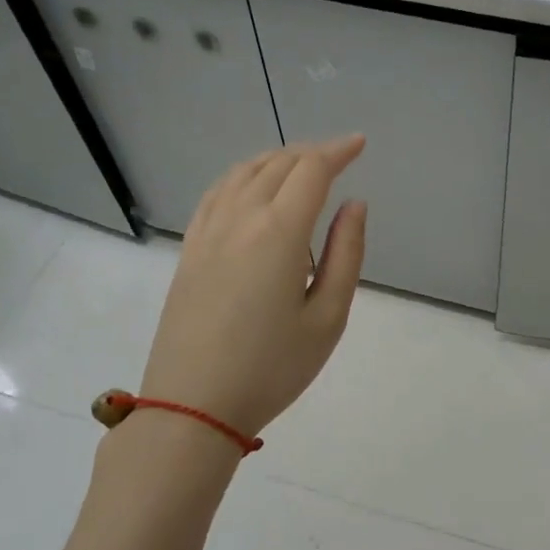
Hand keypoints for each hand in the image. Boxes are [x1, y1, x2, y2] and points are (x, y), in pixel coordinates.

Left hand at [138, 136, 367, 438]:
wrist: (193, 405)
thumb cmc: (271, 368)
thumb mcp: (327, 318)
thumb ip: (346, 255)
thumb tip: (354, 205)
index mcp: (279, 233)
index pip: (311, 171)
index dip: (338, 151)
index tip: (360, 144)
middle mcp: (240, 219)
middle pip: (277, 165)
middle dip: (311, 153)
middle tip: (338, 157)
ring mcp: (208, 232)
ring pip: (244, 173)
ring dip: (276, 159)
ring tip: (300, 166)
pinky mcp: (189, 249)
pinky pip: (217, 193)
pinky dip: (242, 176)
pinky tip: (250, 185)